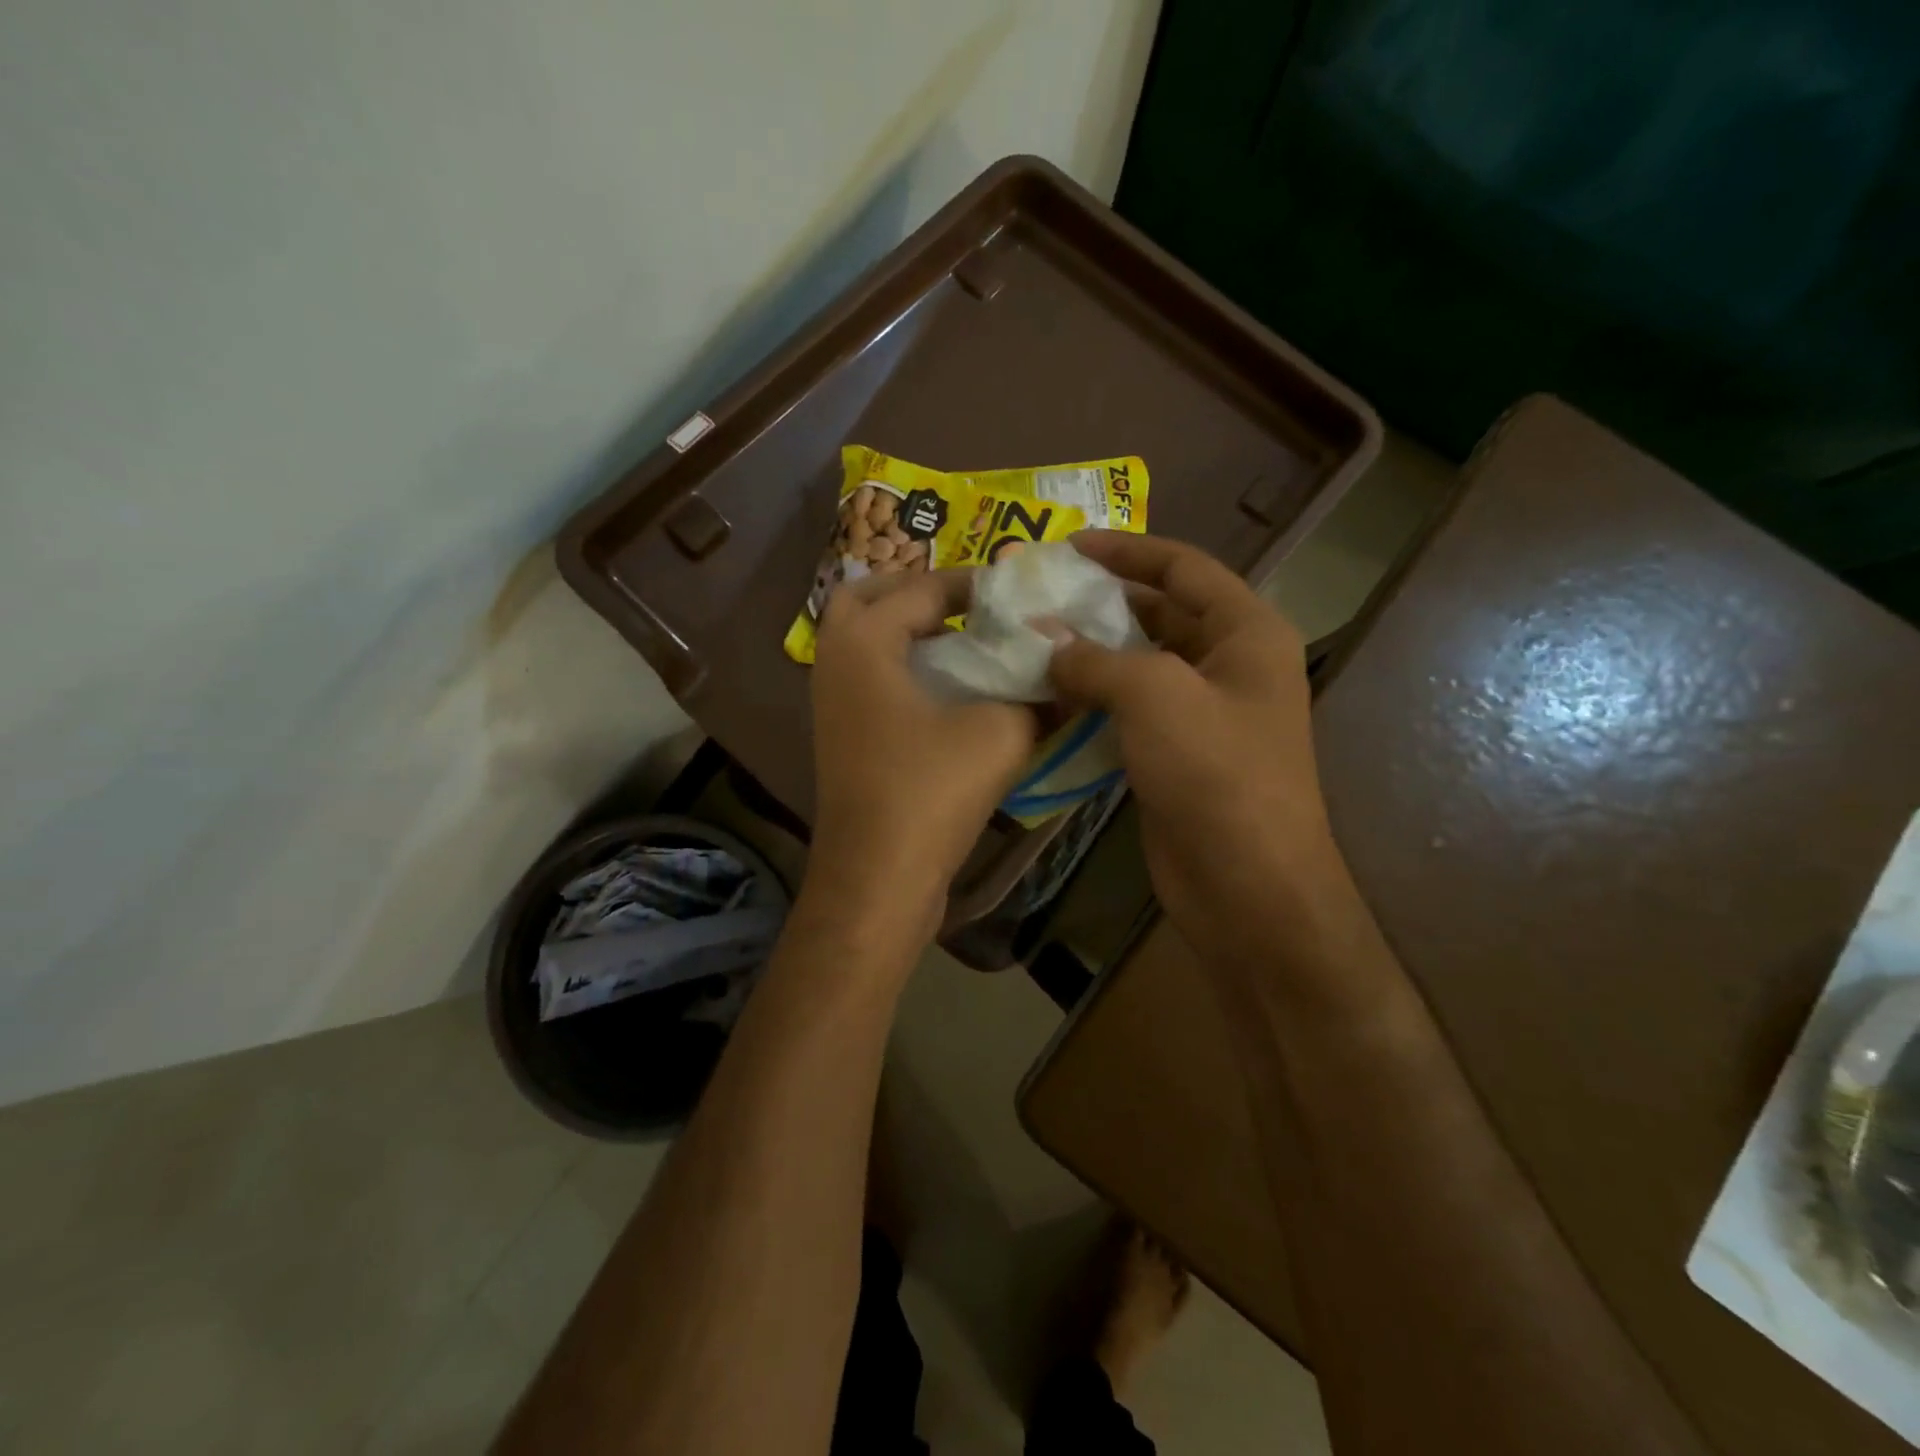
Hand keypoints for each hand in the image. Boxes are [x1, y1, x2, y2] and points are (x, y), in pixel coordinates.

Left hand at [808, 569, 1038, 934]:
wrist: (878, 877)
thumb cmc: (930, 792)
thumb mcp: (1000, 734)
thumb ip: (1036, 696)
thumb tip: (1065, 678)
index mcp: (865, 642)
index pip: (921, 588)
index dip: (972, 584)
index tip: (1015, 591)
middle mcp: (836, 662)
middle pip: (867, 598)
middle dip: (916, 592)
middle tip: (967, 605)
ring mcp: (832, 702)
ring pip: (864, 641)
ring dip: (908, 631)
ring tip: (965, 643)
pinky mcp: (843, 736)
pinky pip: (868, 678)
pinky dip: (902, 668)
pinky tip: (950, 692)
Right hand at [1047, 533, 1362, 987]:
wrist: (1246, 884)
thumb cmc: (1215, 773)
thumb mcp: (1155, 696)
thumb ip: (1096, 658)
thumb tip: (1047, 644)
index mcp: (1246, 633)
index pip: (1184, 567)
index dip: (1127, 551)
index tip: (1069, 546)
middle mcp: (1229, 665)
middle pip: (1160, 614)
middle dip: (1102, 604)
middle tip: (1037, 597)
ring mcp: (1203, 713)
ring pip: (1139, 666)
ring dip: (1091, 655)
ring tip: (1030, 642)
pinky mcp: (1176, 754)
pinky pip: (1129, 711)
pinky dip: (1092, 701)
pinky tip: (1047, 697)